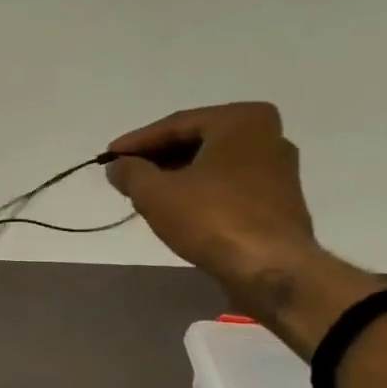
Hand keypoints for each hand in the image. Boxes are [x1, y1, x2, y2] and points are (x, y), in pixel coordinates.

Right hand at [104, 102, 319, 288]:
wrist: (269, 267)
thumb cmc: (211, 218)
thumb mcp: (155, 193)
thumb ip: (130, 173)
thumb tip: (118, 165)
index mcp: (241, 120)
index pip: (176, 125)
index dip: (136, 142)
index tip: (108, 157)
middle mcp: (267, 135)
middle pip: (197, 140)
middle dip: (157, 157)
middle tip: (125, 173)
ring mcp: (277, 168)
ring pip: (213, 163)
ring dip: (176, 174)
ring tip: (145, 192)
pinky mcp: (278, 199)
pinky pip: (228, 183)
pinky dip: (199, 189)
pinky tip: (177, 207)